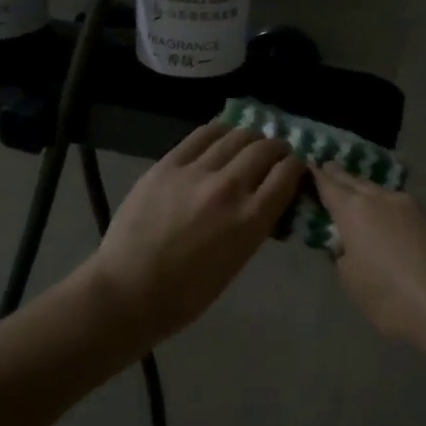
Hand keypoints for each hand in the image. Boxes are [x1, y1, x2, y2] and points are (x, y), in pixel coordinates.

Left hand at [87, 123, 306, 336]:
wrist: (128, 290)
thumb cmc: (186, 293)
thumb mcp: (236, 261)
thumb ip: (255, 225)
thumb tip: (266, 200)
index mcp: (250, 220)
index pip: (287, 174)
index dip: (296, 166)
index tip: (294, 169)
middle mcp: (229, 188)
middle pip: (265, 149)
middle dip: (277, 149)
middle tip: (275, 154)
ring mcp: (195, 172)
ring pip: (236, 136)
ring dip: (250, 137)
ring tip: (249, 144)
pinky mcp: (168, 164)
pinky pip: (202, 135)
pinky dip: (219, 132)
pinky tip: (221, 138)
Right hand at [312, 164, 425, 369]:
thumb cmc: (394, 299)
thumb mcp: (352, 283)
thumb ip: (343, 257)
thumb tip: (349, 244)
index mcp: (355, 211)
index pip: (329, 184)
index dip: (316, 176)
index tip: (308, 165)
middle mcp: (384, 199)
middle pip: (356, 182)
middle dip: (341, 176)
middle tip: (329, 168)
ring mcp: (414, 207)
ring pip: (383, 194)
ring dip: (368, 194)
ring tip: (359, 198)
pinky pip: (404, 210)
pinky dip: (391, 213)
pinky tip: (393, 227)